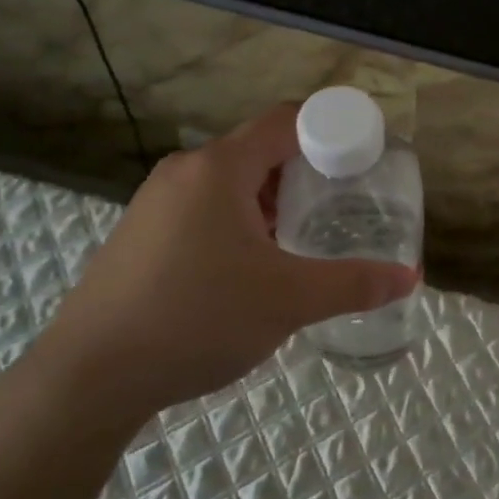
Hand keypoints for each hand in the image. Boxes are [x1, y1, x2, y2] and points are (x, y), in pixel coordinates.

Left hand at [35, 105, 419, 430]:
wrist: (88, 378)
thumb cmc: (196, 319)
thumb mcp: (287, 301)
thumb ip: (353, 284)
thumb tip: (410, 279)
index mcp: (219, 168)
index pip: (287, 121)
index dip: (331, 129)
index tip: (364, 158)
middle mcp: (185, 171)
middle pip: (260, 150)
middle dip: (305, 172)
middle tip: (342, 204)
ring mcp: (156, 202)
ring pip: (231, 182)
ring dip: (271, 201)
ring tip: (303, 237)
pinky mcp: (141, 234)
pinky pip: (204, 208)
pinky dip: (239, 221)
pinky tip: (251, 266)